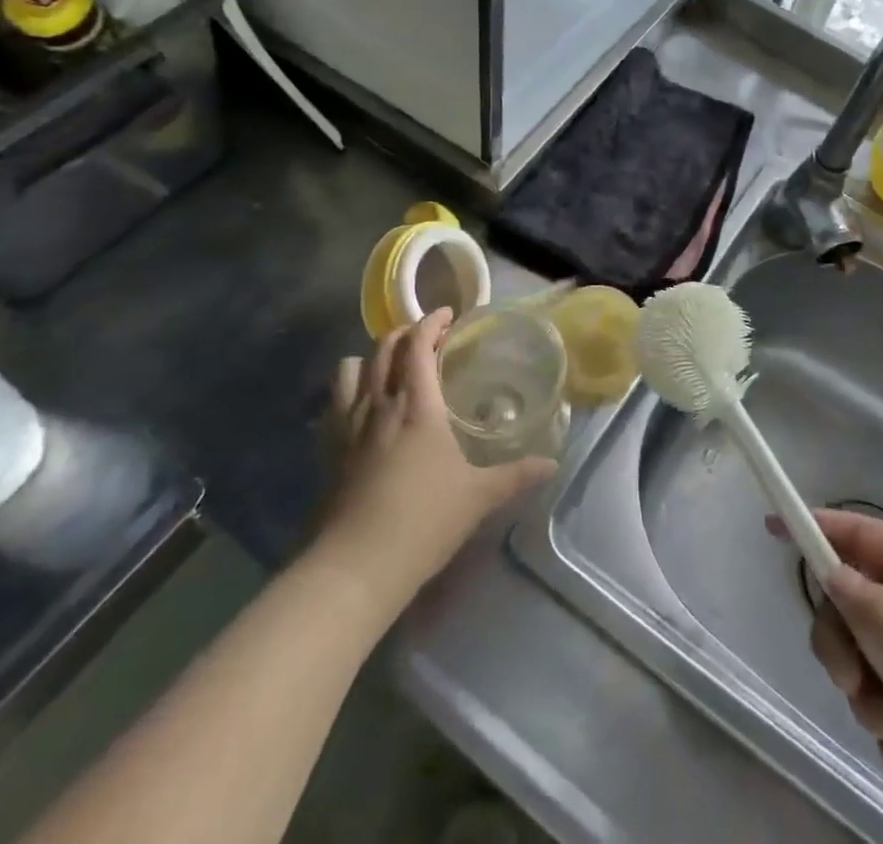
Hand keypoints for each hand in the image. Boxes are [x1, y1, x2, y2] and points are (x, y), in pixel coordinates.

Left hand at [321, 309, 555, 601]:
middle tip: (426, 337)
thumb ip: (516, 475)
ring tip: (392, 366)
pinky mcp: (329, 450)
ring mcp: (349, 426)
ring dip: (373, 357)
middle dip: (405, 333)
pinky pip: (335, 402)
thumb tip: (552, 464)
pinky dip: (349, 388)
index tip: (448, 315)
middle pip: (384, 348)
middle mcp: (380, 404)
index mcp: (417, 406)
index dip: (431, 322)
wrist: (356, 567)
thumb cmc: (424, 521)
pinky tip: (362, 404)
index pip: (418, 345)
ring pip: (353, 368)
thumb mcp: (478, 497)